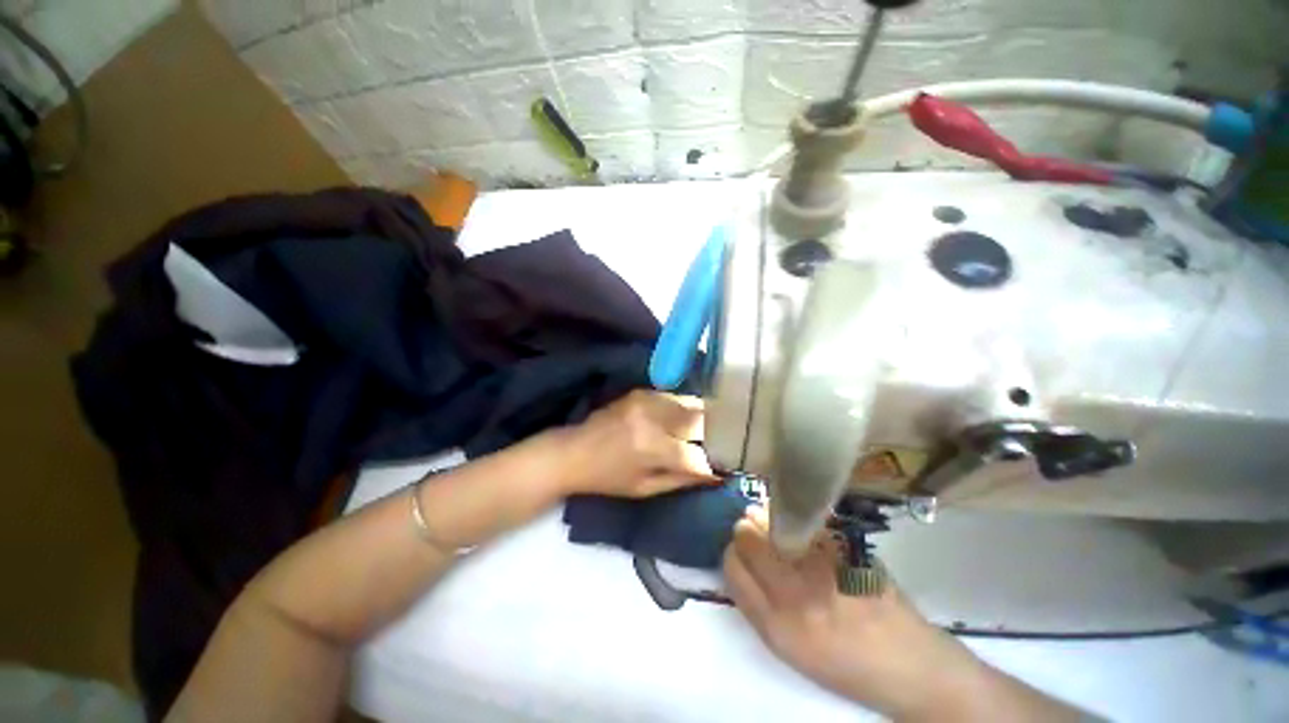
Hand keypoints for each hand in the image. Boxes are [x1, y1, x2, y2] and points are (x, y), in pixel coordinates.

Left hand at [558, 390, 717, 497]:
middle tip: (722, 445)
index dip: (715, 464)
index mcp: (652, 448)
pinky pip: (674, 397)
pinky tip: (684, 419)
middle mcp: (653, 419)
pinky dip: (684, 408)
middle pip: (700, 420)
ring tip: (708, 431)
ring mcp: (647, 400)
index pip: (697, 456)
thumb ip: (682, 480)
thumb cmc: (608, 478)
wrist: (574, 451)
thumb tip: (715, 475)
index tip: (725, 469)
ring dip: (702, 418)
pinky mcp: (641, 392)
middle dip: (716, 434)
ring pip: (691, 403)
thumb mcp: (645, 489)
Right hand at [722, 510, 991, 720]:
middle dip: (746, 530)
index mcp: (777, 626)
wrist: (909, 665)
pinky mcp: (845, 548)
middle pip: (746, 536)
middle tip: (756, 532)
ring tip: (776, 524)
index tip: (741, 552)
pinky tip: (803, 527)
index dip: (732, 553)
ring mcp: (823, 567)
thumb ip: (757, 603)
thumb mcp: (789, 648)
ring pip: (771, 520)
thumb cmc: (844, 663)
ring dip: (767, 517)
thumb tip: (740, 556)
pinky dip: (795, 517)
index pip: (732, 565)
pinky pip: (802, 520)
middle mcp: (796, 594)